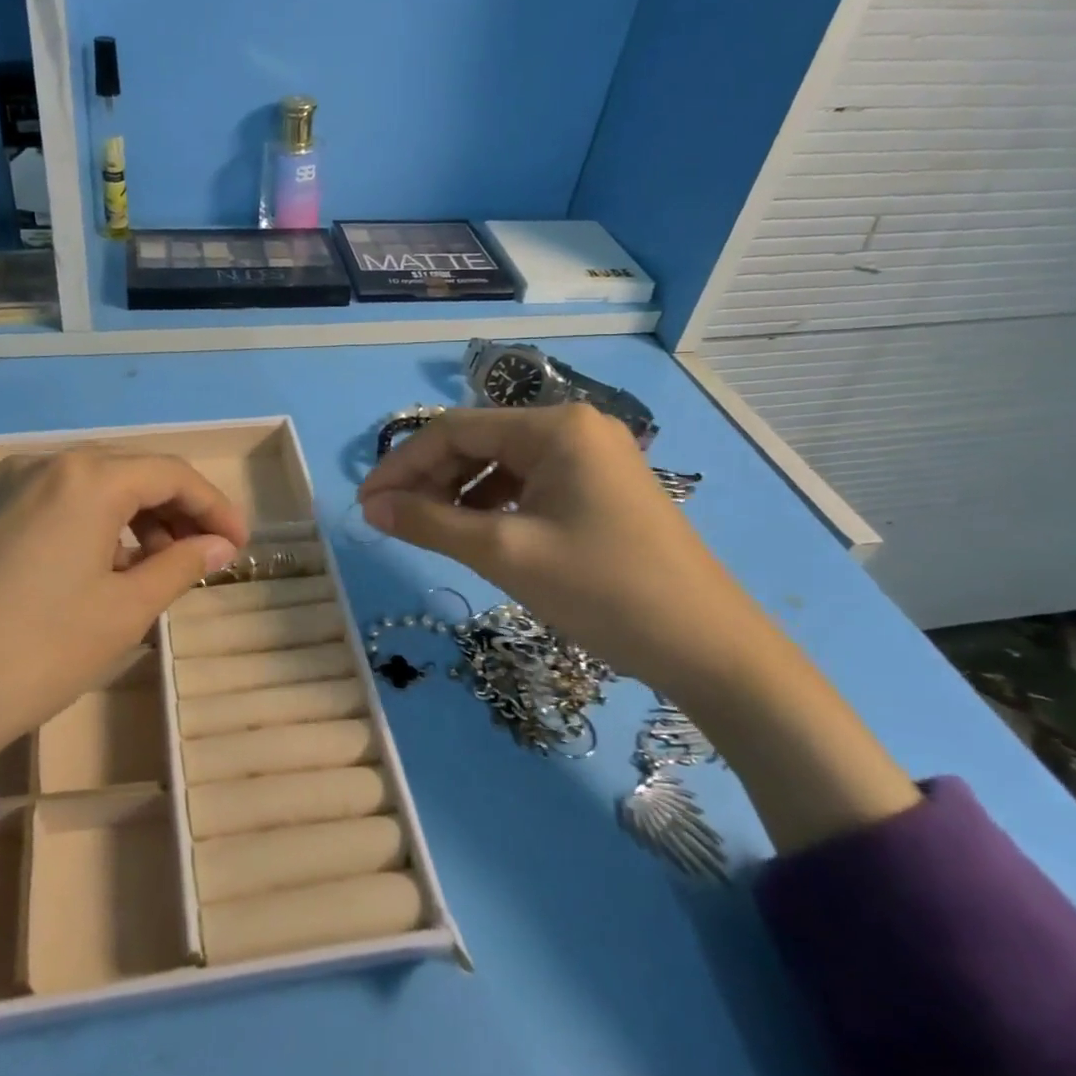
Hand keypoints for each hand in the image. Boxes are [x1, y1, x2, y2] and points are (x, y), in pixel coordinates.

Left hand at [0, 449, 247, 769]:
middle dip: (176, 511)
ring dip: (136, 519)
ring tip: (160, 569)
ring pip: (94, 488)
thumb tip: (220, 546)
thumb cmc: (39, 651)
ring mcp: (9, 487)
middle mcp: (46, 464)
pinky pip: (59, 504)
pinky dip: (96, 527)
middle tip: (206, 557)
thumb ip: (181, 566)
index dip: (214, 506)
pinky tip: (107, 568)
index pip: (170, 474)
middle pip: (131, 473)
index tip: (240, 545)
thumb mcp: (124, 610)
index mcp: (86, 477)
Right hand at [359, 404, 919, 852]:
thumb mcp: (505, 554)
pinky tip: (475, 532)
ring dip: (458, 492)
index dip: (403, 465)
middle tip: (390, 520)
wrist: (710, 649)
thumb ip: (431, 523)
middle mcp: (574, 427)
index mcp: (555, 427)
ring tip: (426, 528)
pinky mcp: (600, 488)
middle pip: (479, 441)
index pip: (455, 429)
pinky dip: (493, 505)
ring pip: (502, 463)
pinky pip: (529, 484)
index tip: (366, 504)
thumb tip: (371, 507)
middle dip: (429, 478)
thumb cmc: (603, 591)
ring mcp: (592, 457)